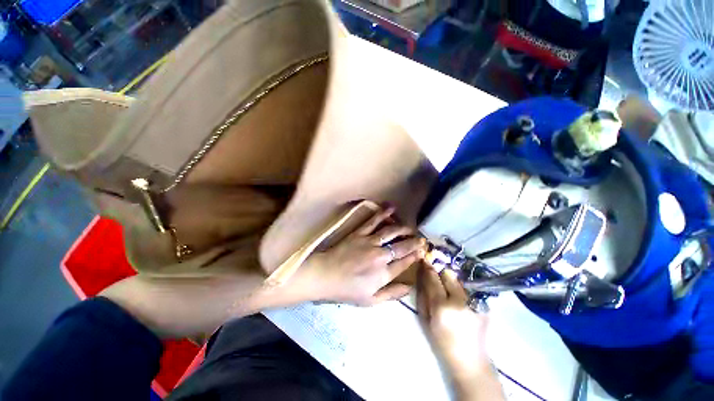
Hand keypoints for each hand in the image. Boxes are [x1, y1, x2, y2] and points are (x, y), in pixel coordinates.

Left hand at [296, 206, 426, 305]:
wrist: (325, 276)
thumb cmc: (347, 290)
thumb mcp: (371, 301)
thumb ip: (392, 294)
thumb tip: (410, 287)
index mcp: (383, 274)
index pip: (405, 262)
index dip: (415, 255)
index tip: (422, 250)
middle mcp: (380, 256)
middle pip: (402, 246)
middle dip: (414, 241)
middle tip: (421, 238)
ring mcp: (369, 242)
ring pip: (391, 231)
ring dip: (403, 227)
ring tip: (410, 226)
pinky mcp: (359, 233)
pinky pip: (373, 221)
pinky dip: (383, 213)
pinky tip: (392, 207)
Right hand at [417, 264, 492, 382]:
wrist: (470, 361)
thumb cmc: (441, 342)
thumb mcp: (425, 320)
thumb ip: (422, 295)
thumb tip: (421, 275)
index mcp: (442, 306)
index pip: (433, 279)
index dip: (428, 268)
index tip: (425, 259)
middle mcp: (460, 301)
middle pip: (448, 274)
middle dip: (441, 273)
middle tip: (437, 277)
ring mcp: (474, 302)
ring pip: (459, 280)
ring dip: (451, 281)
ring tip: (449, 290)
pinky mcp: (484, 305)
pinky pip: (468, 289)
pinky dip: (461, 290)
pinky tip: (459, 300)